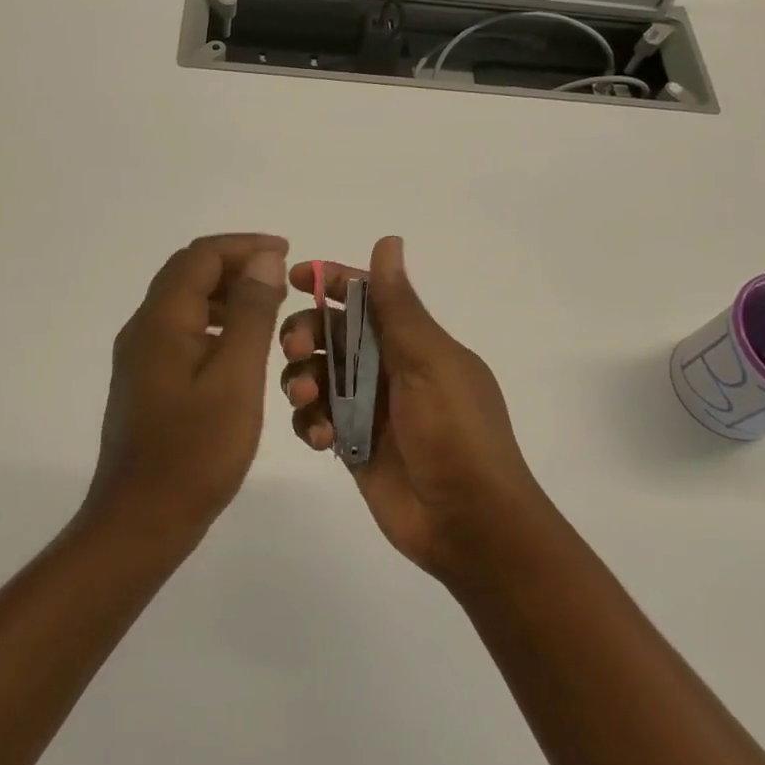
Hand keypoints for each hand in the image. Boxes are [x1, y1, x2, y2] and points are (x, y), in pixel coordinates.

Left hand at [84, 233, 289, 541]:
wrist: (141, 520)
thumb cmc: (195, 451)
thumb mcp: (236, 377)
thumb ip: (251, 314)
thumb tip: (264, 259)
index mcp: (162, 320)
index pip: (201, 256)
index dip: (244, 246)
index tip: (287, 252)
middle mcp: (144, 328)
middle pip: (188, 274)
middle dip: (236, 265)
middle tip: (281, 277)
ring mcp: (140, 356)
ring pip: (184, 303)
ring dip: (226, 294)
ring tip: (269, 307)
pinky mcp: (146, 380)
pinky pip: (182, 332)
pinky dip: (214, 323)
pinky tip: (242, 347)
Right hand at [279, 237, 553, 583]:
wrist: (470, 524)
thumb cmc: (456, 433)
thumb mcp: (429, 361)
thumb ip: (398, 306)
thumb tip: (388, 240)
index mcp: (413, 342)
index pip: (366, 297)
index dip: (331, 281)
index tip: (296, 277)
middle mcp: (388, 368)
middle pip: (331, 334)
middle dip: (305, 334)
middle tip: (295, 349)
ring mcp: (368, 408)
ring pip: (316, 375)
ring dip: (302, 379)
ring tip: (308, 400)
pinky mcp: (352, 444)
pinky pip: (316, 419)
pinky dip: (310, 422)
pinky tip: (321, 438)